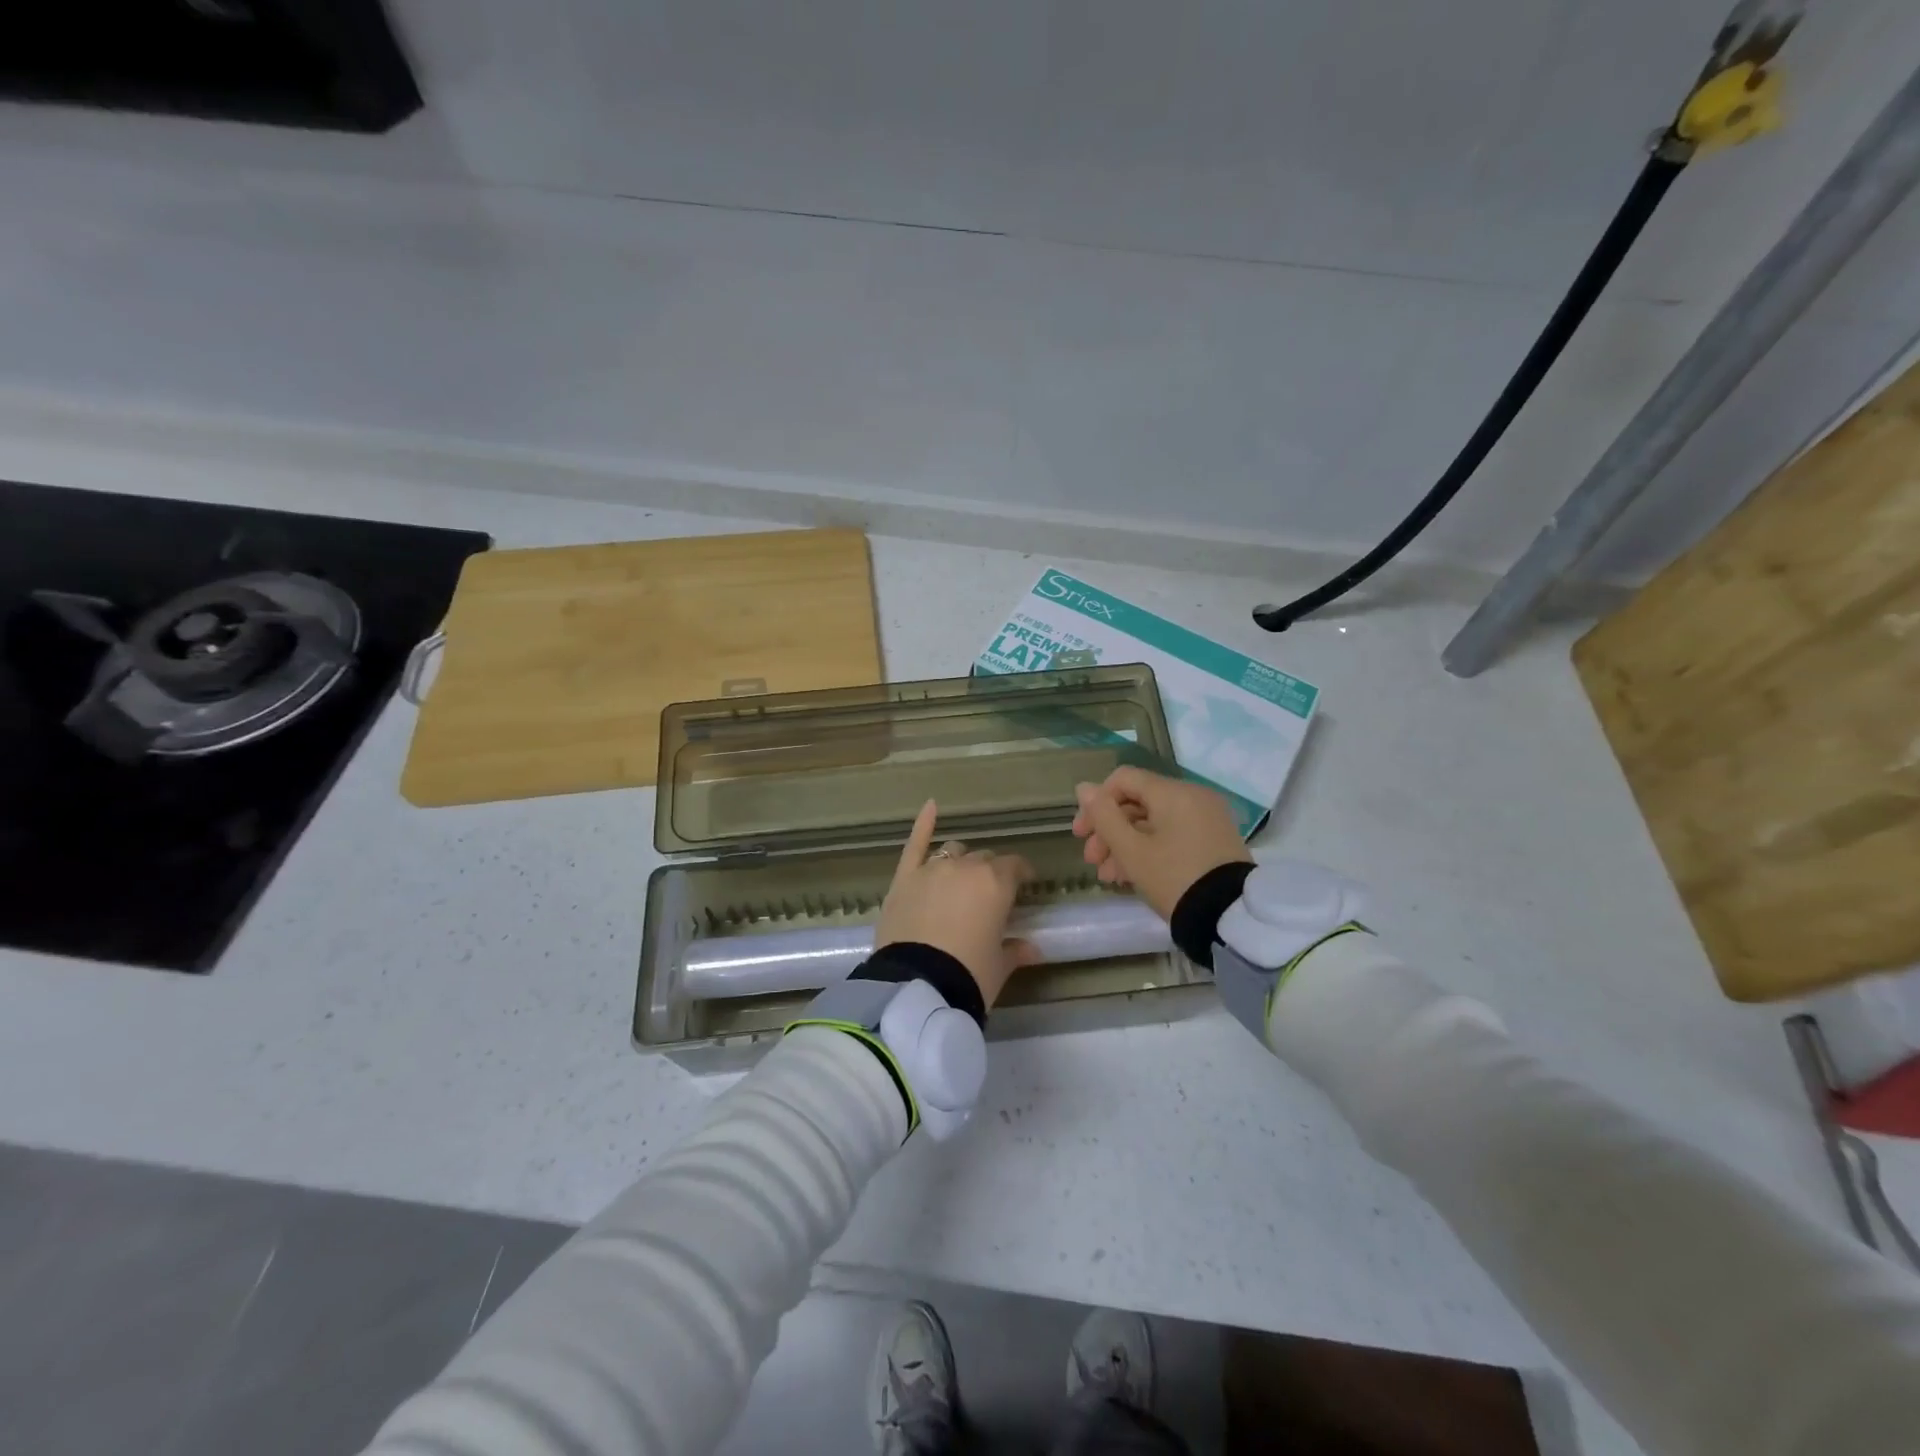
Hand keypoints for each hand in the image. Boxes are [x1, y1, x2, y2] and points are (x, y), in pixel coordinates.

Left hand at [876, 800, 1039, 1008]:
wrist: (917, 986)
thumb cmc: (968, 975)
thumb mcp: (999, 966)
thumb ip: (1015, 951)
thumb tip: (1032, 949)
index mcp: (996, 883)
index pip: (1015, 867)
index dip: (1021, 874)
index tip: (1025, 884)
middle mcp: (965, 867)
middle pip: (983, 859)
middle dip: (990, 872)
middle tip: (990, 894)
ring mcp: (931, 869)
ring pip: (953, 851)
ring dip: (961, 860)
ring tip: (961, 876)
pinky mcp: (904, 878)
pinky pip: (915, 845)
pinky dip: (923, 824)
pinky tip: (931, 805)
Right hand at [1071, 766, 1251, 918]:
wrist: (1231, 917)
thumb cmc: (1174, 878)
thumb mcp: (1131, 851)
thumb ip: (1104, 816)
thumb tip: (1084, 788)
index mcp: (1173, 792)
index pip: (1123, 779)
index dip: (1096, 803)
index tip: (1081, 834)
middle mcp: (1193, 797)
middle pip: (1137, 802)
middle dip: (1109, 830)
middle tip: (1092, 860)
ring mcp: (1207, 819)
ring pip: (1153, 822)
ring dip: (1125, 844)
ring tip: (1108, 876)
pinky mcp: (1214, 840)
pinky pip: (1173, 834)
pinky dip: (1150, 849)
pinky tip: (1130, 876)